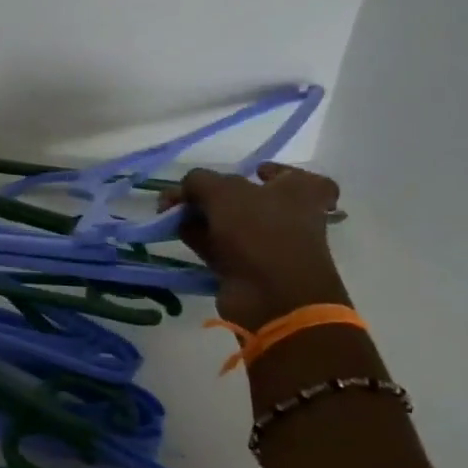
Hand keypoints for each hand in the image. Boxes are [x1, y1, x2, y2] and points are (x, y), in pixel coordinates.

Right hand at [161, 162, 348, 331]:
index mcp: (299, 192)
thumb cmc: (260, 233)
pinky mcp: (245, 267)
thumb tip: (185, 189)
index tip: (253, 172)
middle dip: (211, 193)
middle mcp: (288, 216)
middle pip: (246, 197)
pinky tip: (174, 231)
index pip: (296, 176)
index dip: (275, 171)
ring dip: (198, 216)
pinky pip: (217, 246)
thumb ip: (199, 180)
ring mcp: (266, 244)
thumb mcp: (223, 192)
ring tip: (168, 212)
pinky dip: (198, 238)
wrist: (271, 296)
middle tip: (183, 193)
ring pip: (227, 222)